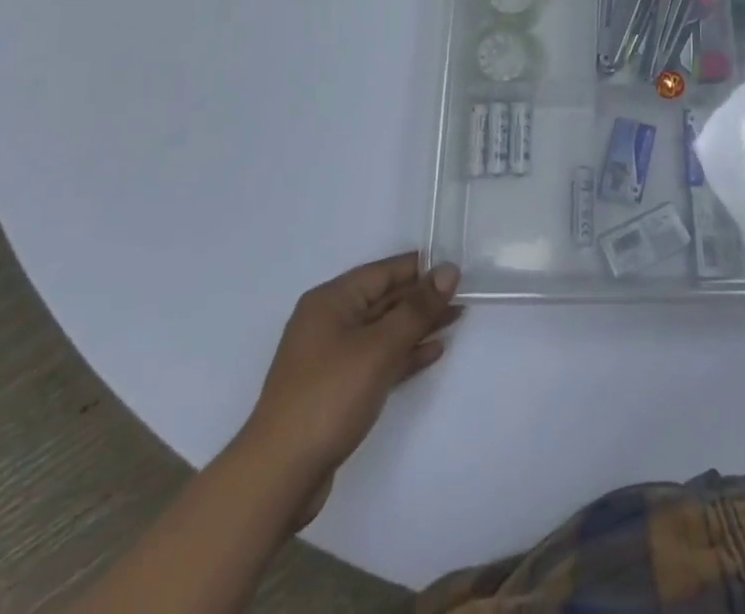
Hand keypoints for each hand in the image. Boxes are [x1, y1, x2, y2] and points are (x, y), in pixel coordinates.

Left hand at [245, 254, 461, 487]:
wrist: (279, 477)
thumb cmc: (328, 397)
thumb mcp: (378, 348)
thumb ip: (416, 309)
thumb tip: (448, 270)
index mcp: (331, 301)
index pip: (384, 272)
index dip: (421, 268)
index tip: (458, 267)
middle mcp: (329, 321)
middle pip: (384, 299)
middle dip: (423, 298)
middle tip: (465, 294)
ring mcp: (332, 357)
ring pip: (384, 330)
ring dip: (418, 325)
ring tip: (457, 318)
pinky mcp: (337, 389)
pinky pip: (378, 359)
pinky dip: (404, 353)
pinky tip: (433, 352)